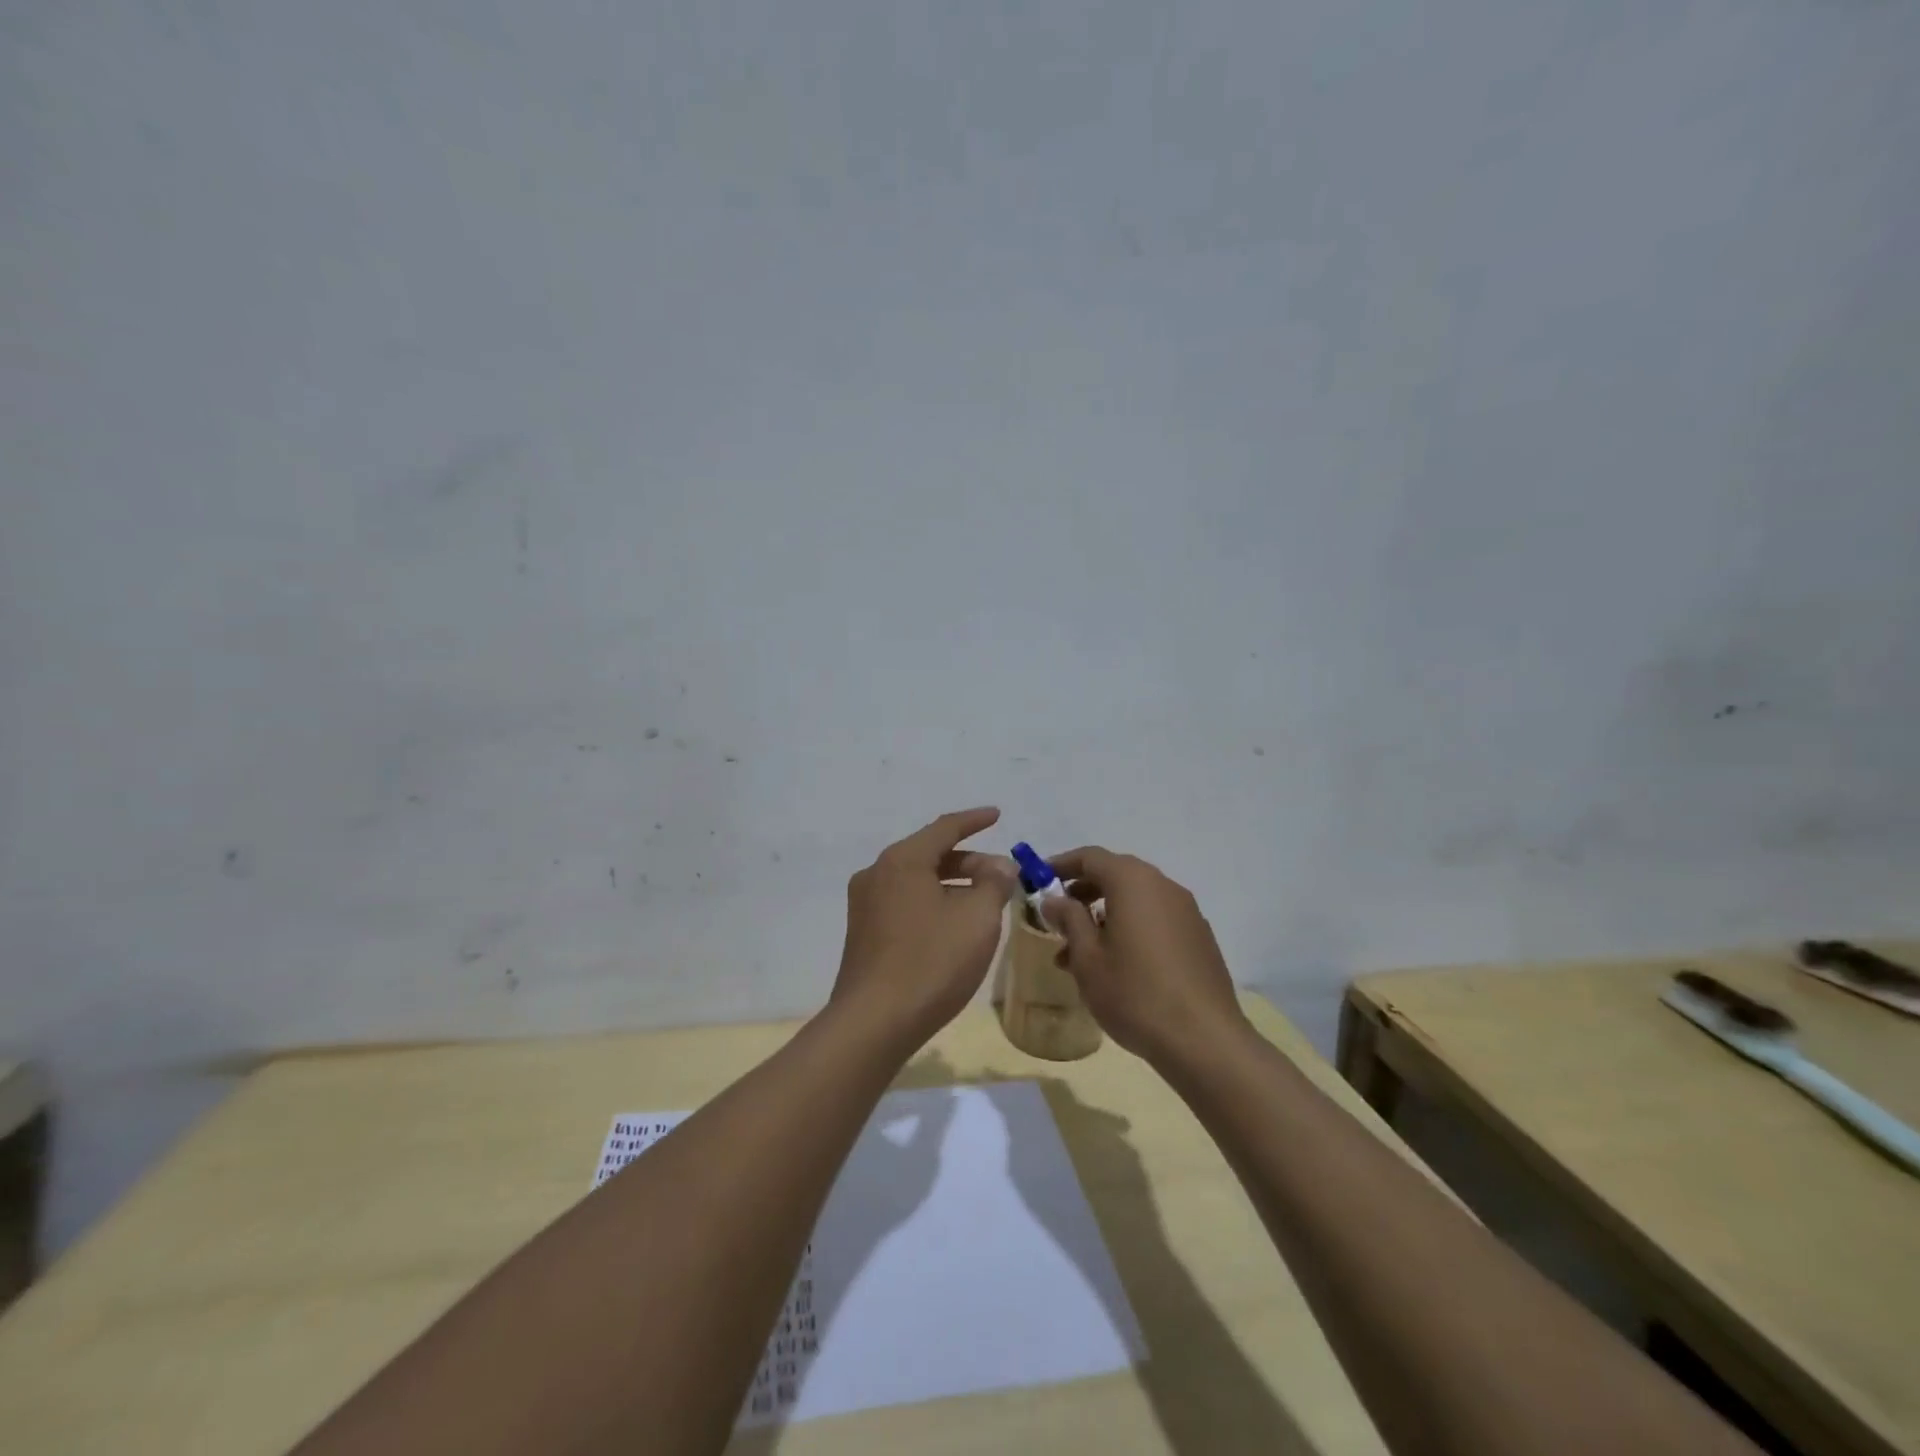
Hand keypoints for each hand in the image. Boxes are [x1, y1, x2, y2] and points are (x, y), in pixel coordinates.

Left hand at [830, 808, 1016, 1048]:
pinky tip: (954, 926)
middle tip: (1002, 877)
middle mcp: (876, 874)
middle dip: (969, 862)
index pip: (944, 828)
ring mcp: (865, 905)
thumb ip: (994, 883)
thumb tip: (999, 866)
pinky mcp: (864, 934)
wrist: (875, 1023)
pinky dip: (933, 903)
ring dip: (952, 885)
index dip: (975, 821)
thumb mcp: (978, 918)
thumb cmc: (932, 962)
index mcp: (901, 860)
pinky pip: (905, 903)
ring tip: (984, 902)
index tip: (997, 815)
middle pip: (930, 855)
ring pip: (917, 881)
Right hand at [1041, 847, 1249, 1069]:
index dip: (1060, 865)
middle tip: (1058, 918)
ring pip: (1135, 901)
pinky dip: (1130, 929)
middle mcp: (1163, 886)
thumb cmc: (1135, 993)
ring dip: (1104, 917)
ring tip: (1079, 954)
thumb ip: (1069, 920)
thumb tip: (1055, 899)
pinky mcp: (1199, 937)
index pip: (1090, 857)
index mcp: (1133, 881)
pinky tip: (1116, 966)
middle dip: (1082, 893)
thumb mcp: (1088, 958)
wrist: (1204, 1040)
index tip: (1038, 882)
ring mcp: (1186, 911)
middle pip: (1115, 875)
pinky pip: (1155, 919)